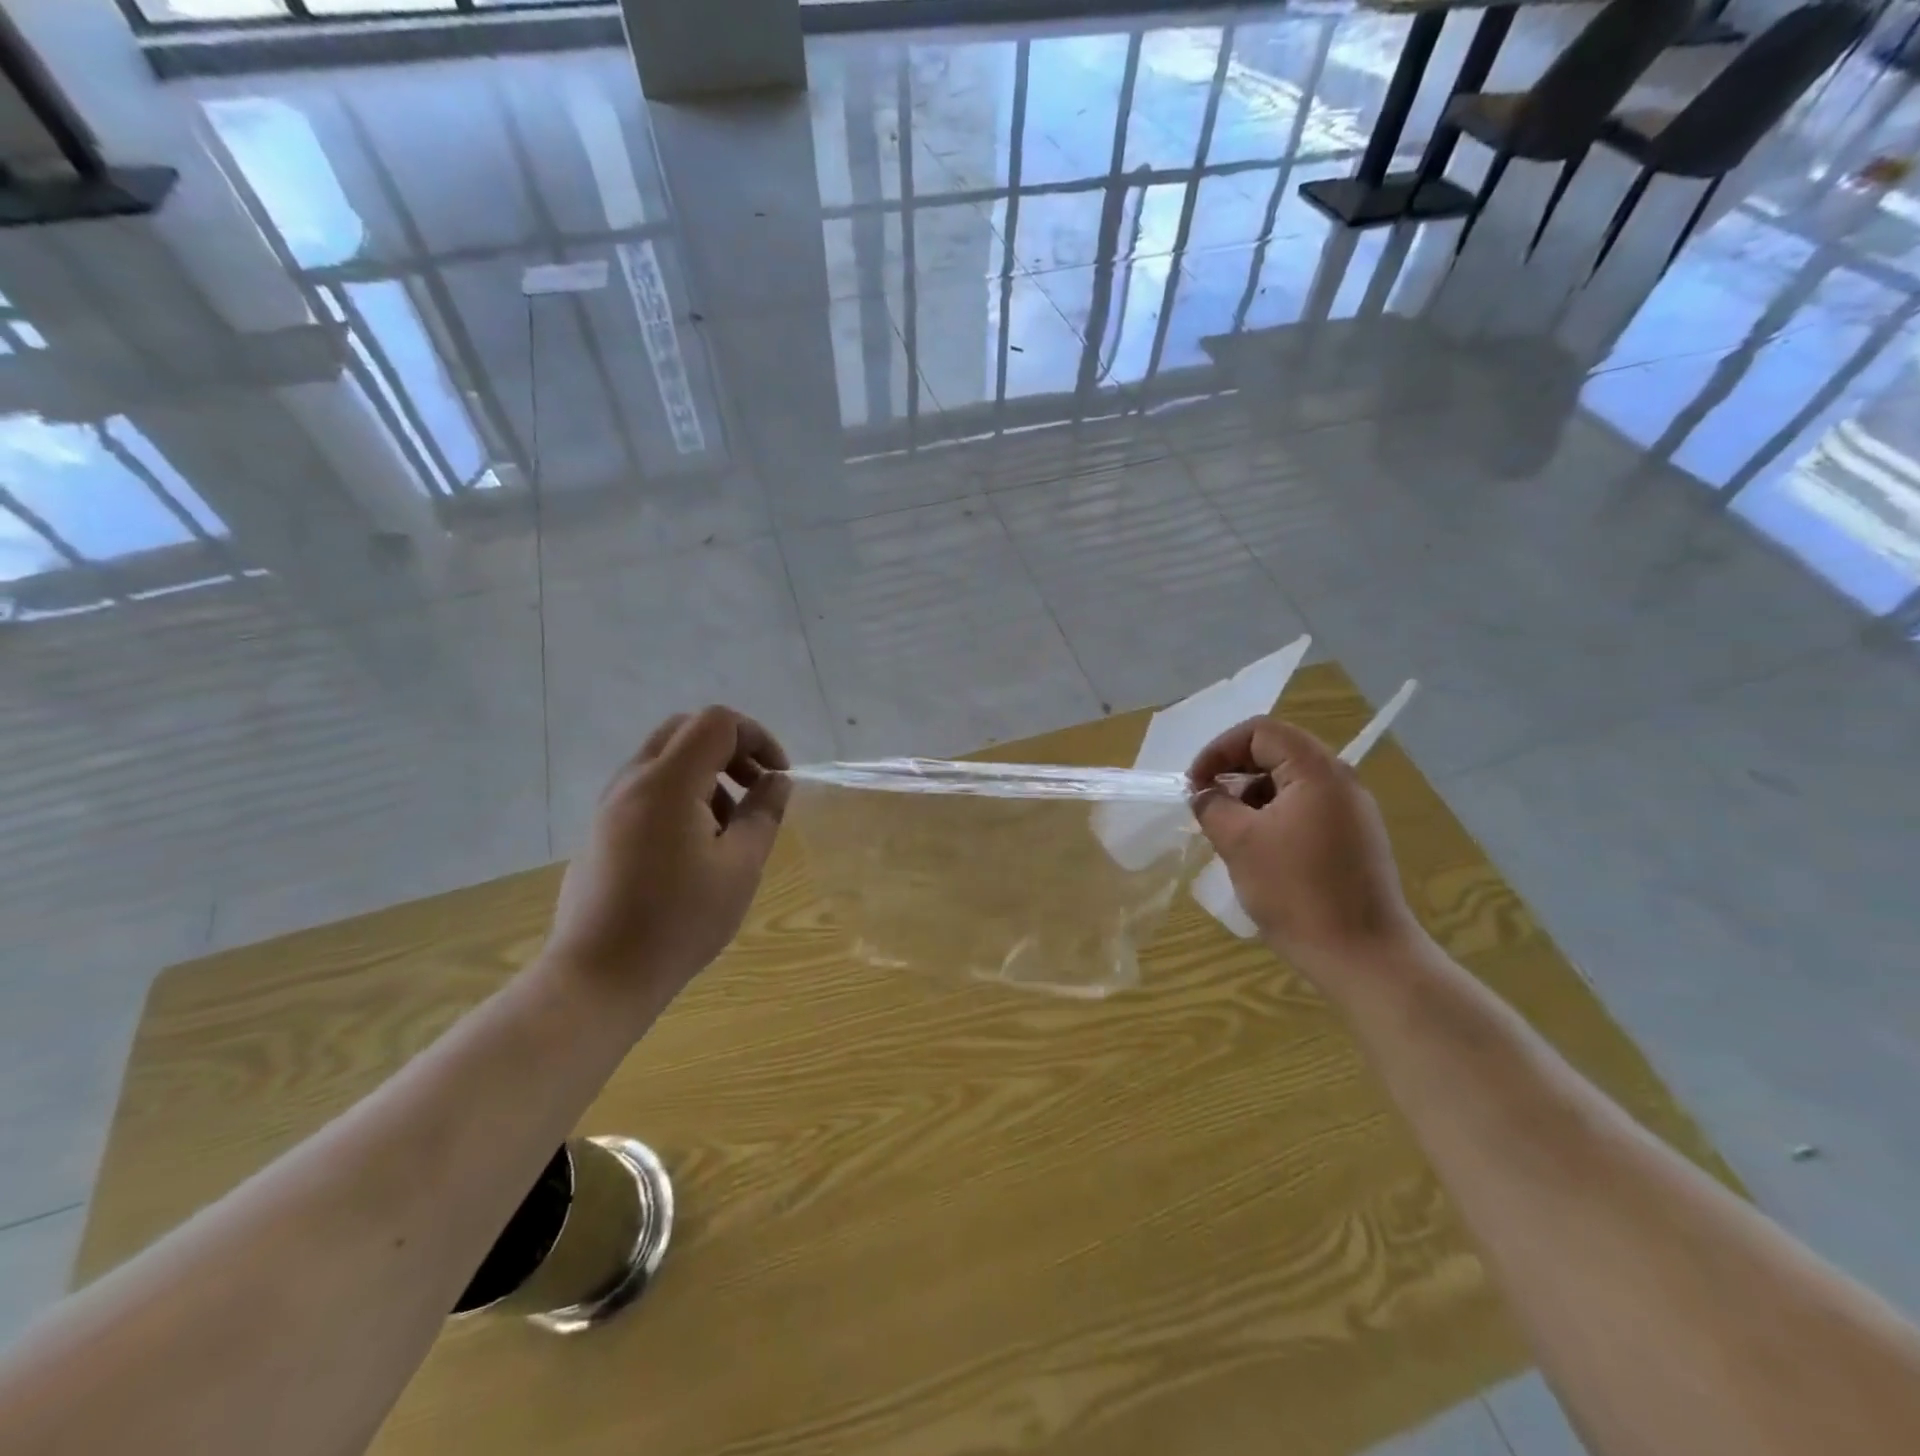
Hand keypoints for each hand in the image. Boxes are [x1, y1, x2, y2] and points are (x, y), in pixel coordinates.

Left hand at [546, 707, 790, 1004]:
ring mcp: (610, 804)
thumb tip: (776, 780)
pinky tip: (694, 847)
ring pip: (665, 759)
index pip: (717, 722)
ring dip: (707, 773)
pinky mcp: (601, 829)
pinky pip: (647, 788)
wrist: (599, 976)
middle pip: (687, 730)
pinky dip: (681, 794)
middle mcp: (633, 781)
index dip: (757, 737)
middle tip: (755, 788)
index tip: (778, 777)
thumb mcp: (740, 867)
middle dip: (731, 749)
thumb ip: (763, 813)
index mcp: (668, 782)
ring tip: (729, 828)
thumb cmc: (680, 921)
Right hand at [1188, 716, 1423, 974]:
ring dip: (1251, 795)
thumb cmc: (1297, 892)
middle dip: (1234, 771)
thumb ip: (1212, 806)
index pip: (1261, 731)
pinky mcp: (1353, 839)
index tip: (1195, 784)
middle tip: (1206, 803)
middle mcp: (1340, 781)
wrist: (1363, 957)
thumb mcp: (1239, 842)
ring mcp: (1351, 811)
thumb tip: (1203, 794)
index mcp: (1317, 772)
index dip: (1220, 749)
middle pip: (1277, 751)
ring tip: (1228, 830)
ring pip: (1290, 782)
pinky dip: (1273, 816)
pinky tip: (1257, 850)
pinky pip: (1305, 808)